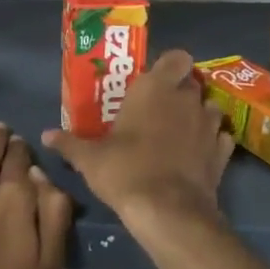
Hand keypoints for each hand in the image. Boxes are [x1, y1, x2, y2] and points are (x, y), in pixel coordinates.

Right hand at [41, 49, 232, 231]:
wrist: (168, 211)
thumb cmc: (125, 171)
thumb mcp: (89, 158)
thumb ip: (69, 143)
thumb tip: (46, 135)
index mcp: (155, 89)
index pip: (177, 57)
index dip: (169, 65)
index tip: (154, 80)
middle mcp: (186, 99)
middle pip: (191, 83)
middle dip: (179, 92)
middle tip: (158, 109)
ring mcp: (209, 125)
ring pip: (209, 107)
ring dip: (198, 114)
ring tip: (180, 131)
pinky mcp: (222, 153)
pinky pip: (220, 137)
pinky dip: (212, 142)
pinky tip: (197, 154)